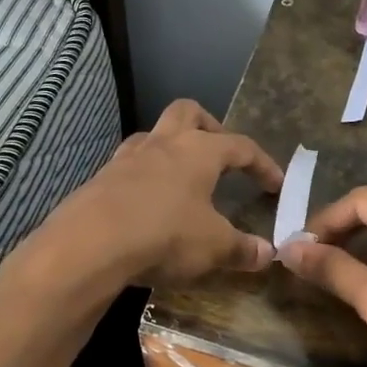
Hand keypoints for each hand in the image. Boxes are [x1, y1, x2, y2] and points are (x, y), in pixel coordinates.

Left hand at [27, 100, 283, 291]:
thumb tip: (268, 254)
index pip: (241, 146)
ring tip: (180, 177)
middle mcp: (163, 144)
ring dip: (170, 149)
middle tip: (219, 153)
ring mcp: (126, 158)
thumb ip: (242, 248)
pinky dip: (143, 177)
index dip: (262, 164)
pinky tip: (146, 203)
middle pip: (188, 112)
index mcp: (199, 151)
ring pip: (153, 135)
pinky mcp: (100, 180)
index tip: (276, 184)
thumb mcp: (213, 246)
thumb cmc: (165, 234)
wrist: (90, 244)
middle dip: (208, 126)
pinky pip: (127, 167)